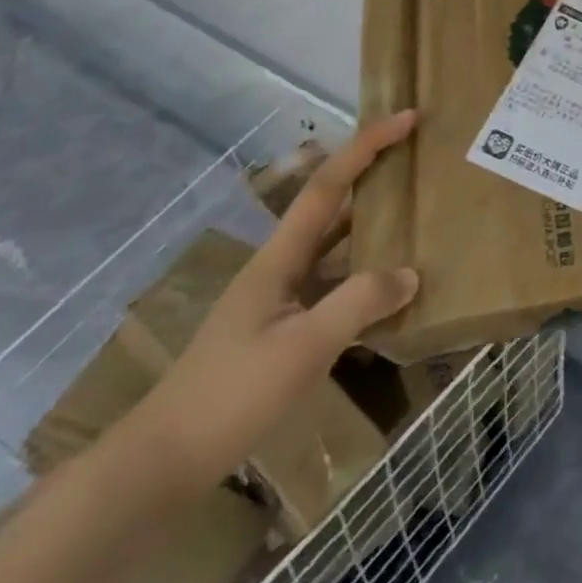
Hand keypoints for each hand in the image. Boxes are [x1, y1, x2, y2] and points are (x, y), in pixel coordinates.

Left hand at [129, 114, 421, 488]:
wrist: (161, 464)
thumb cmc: (230, 396)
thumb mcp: (303, 348)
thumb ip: (359, 303)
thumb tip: (410, 273)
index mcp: (279, 258)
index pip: (327, 185)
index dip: (367, 146)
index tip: (407, 118)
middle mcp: (281, 267)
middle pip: (333, 207)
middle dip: (373, 176)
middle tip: (420, 160)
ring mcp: (280, 300)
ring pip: (336, 248)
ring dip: (374, 228)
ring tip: (418, 218)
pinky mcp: (283, 330)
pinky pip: (335, 286)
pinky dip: (366, 277)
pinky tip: (392, 291)